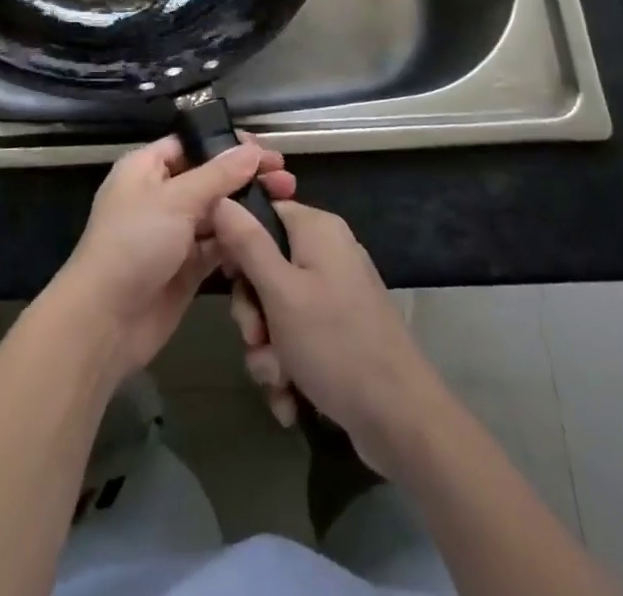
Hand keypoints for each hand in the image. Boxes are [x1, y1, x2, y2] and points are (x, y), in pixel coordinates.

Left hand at [53, 134, 294, 382]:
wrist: (105, 320)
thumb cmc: (134, 243)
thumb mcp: (176, 200)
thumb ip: (218, 175)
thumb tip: (251, 150)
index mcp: (146, 167)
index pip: (193, 144)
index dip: (228, 145)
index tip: (266, 150)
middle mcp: (160, 194)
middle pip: (210, 177)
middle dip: (245, 177)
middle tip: (286, 179)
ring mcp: (173, 232)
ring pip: (217, 213)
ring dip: (247, 209)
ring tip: (286, 203)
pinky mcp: (186, 267)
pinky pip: (218, 246)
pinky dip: (239, 242)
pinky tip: (268, 238)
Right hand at [215, 198, 444, 473]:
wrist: (402, 423)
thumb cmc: (336, 345)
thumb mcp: (280, 292)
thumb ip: (247, 243)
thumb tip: (220, 199)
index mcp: (317, 230)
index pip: (262, 213)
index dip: (238, 243)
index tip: (228, 278)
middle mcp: (328, 254)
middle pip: (266, 266)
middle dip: (253, 312)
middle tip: (255, 337)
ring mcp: (337, 295)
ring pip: (278, 310)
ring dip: (267, 348)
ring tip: (277, 378)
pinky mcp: (341, 332)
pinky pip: (299, 337)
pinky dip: (289, 367)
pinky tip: (290, 399)